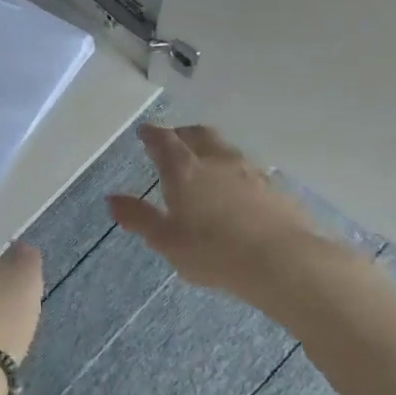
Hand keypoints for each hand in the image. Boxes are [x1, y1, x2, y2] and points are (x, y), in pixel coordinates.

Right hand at [108, 124, 349, 305]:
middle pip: (199, 135)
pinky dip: (235, 172)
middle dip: (183, 134)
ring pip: (226, 150)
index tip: (145, 132)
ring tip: (205, 164)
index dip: (152, 134)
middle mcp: (217, 161)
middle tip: (175, 140)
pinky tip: (237, 191)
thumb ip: (138, 218)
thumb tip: (111, 199)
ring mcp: (250, 172)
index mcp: (184, 170)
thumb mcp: (166, 240)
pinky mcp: (276, 189)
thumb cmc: (213, 252)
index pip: (164, 141)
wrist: (283, 262)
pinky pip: (249, 171)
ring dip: (212, 150)